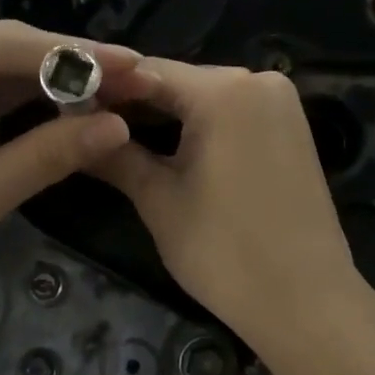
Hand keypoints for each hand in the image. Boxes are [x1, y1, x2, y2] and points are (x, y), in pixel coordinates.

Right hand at [95, 61, 363, 348]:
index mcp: (224, 90)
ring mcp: (280, 103)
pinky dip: (199, 126)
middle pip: (177, 81)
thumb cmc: (226, 251)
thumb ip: (114, 156)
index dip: (103, 90)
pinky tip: (168, 148)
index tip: (68, 111)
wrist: (306, 302)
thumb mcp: (159, 200)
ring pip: (204, 97)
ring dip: (165, 116)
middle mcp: (258, 80)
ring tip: (119, 142)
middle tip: (87, 130)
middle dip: (133, 104)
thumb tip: (71, 131)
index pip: (145, 72)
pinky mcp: (291, 127)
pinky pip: (231, 113)